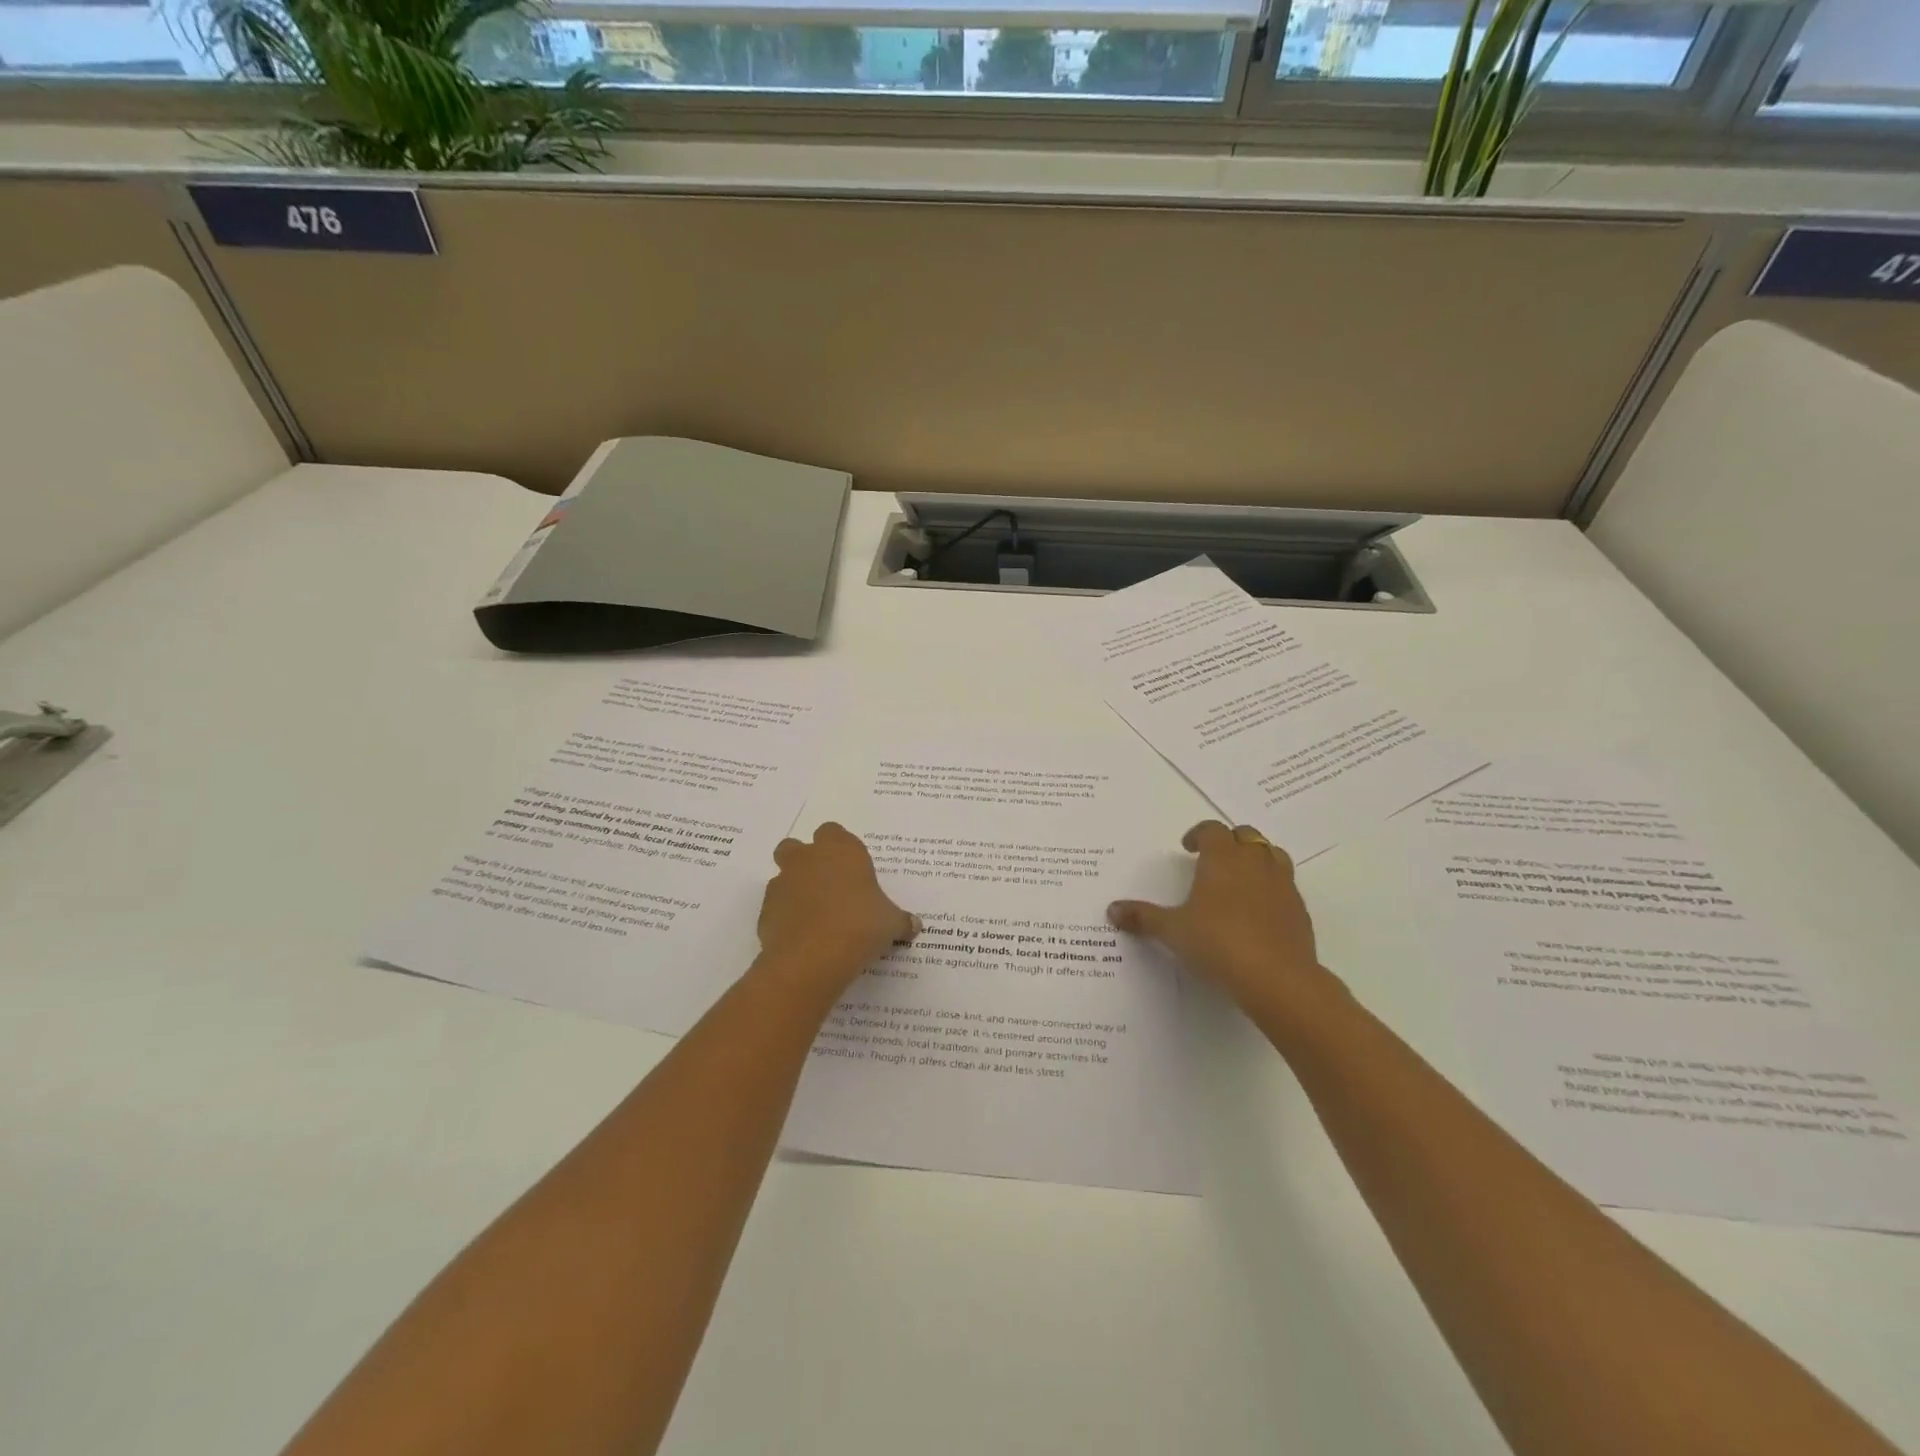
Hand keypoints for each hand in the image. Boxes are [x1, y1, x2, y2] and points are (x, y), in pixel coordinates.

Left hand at [757, 823, 917, 993]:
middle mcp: (808, 859)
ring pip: (783, 876)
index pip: (833, 832)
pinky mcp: (766, 910)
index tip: (852, 869)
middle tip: (826, 886)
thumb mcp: (891, 923)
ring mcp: (782, 883)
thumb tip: (914, 925)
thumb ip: (901, 920)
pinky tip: (802, 937)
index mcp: (841, 850)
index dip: (840, 848)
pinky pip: (776, 907)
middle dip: (806, 861)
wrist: (812, 958)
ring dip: (794, 889)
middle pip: (796, 846)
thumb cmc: (860, 926)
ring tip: (815, 917)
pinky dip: (785, 917)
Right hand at [1107, 820, 1337, 1014]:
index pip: (1213, 830)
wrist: (1277, 978)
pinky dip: (1271, 887)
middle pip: (1245, 835)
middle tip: (1211, 860)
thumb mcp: (1172, 931)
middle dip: (1228, 842)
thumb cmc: (1217, 943)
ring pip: (1271, 855)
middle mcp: (1255, 863)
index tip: (1187, 848)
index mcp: (1223, 858)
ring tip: (1238, 879)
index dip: (1199, 834)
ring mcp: (1282, 884)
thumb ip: (1143, 917)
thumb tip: (1112, 910)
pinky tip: (1257, 911)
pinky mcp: (1299, 909)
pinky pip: (1285, 885)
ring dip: (1255, 859)